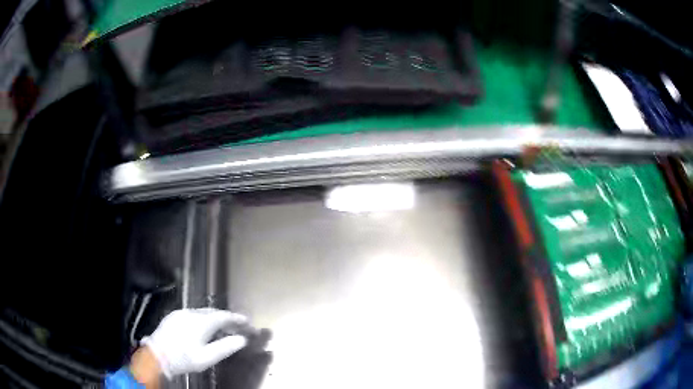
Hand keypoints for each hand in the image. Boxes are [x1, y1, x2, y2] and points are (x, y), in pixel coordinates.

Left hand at [140, 308, 247, 378]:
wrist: (157, 356)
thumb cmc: (184, 359)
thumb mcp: (207, 358)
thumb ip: (225, 347)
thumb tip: (242, 340)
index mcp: (201, 322)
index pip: (224, 316)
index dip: (237, 319)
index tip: (248, 323)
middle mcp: (191, 313)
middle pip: (213, 313)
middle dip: (227, 320)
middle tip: (237, 329)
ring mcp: (181, 313)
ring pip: (202, 313)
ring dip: (214, 320)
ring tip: (222, 331)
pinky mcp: (173, 316)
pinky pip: (193, 315)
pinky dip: (203, 320)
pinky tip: (203, 330)